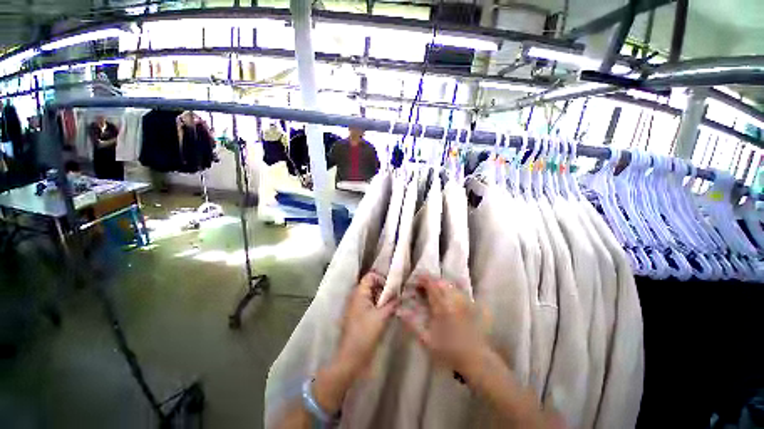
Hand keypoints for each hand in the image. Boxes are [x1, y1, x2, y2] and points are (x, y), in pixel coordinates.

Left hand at [312, 272, 397, 414]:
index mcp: (359, 293)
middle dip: (384, 290)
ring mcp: (356, 307)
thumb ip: (392, 303)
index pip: (370, 276)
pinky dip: (378, 307)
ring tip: (392, 308)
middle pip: (372, 285)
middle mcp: (356, 297)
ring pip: (372, 296)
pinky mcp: (358, 316)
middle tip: (394, 299)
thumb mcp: (382, 317)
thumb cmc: (365, 334)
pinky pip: (370, 305)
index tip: (392, 289)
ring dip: (382, 300)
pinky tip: (386, 316)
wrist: (351, 358)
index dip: (381, 279)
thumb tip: (401, 294)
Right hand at [398, 276, 488, 376]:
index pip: (430, 284)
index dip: (421, 280)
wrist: (476, 359)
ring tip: (431, 291)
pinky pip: (458, 290)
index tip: (413, 282)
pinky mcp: (471, 305)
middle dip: (429, 281)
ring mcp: (463, 300)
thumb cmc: (449, 351)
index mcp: (441, 306)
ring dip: (438, 284)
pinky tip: (445, 296)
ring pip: (449, 284)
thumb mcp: (427, 340)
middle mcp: (453, 299)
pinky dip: (449, 289)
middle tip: (420, 288)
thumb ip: (413, 324)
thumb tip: (400, 311)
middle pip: (439, 281)